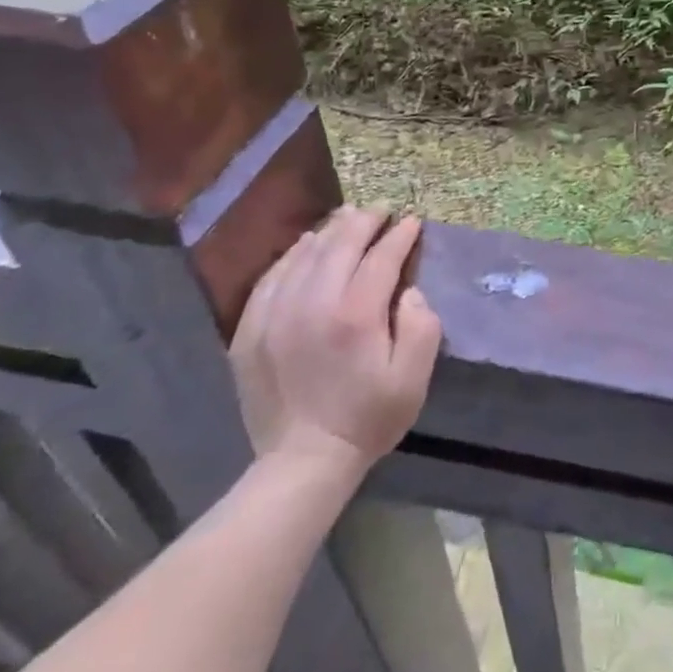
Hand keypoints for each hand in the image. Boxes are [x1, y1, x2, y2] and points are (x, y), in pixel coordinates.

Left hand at [230, 205, 442, 491]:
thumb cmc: (368, 418)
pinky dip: (292, 255)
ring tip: (347, 218)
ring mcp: (275, 315)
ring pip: (303, 255)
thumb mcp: (414, 378)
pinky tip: (305, 248)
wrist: (302, 461)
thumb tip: (409, 291)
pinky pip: (271, 277)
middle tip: (381, 209)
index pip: (381, 257)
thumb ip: (422, 326)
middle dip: (364, 221)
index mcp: (356, 315)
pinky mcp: (250, 330)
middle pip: (340, 245)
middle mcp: (313, 304)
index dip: (400, 235)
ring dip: (329, 231)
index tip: (413, 221)